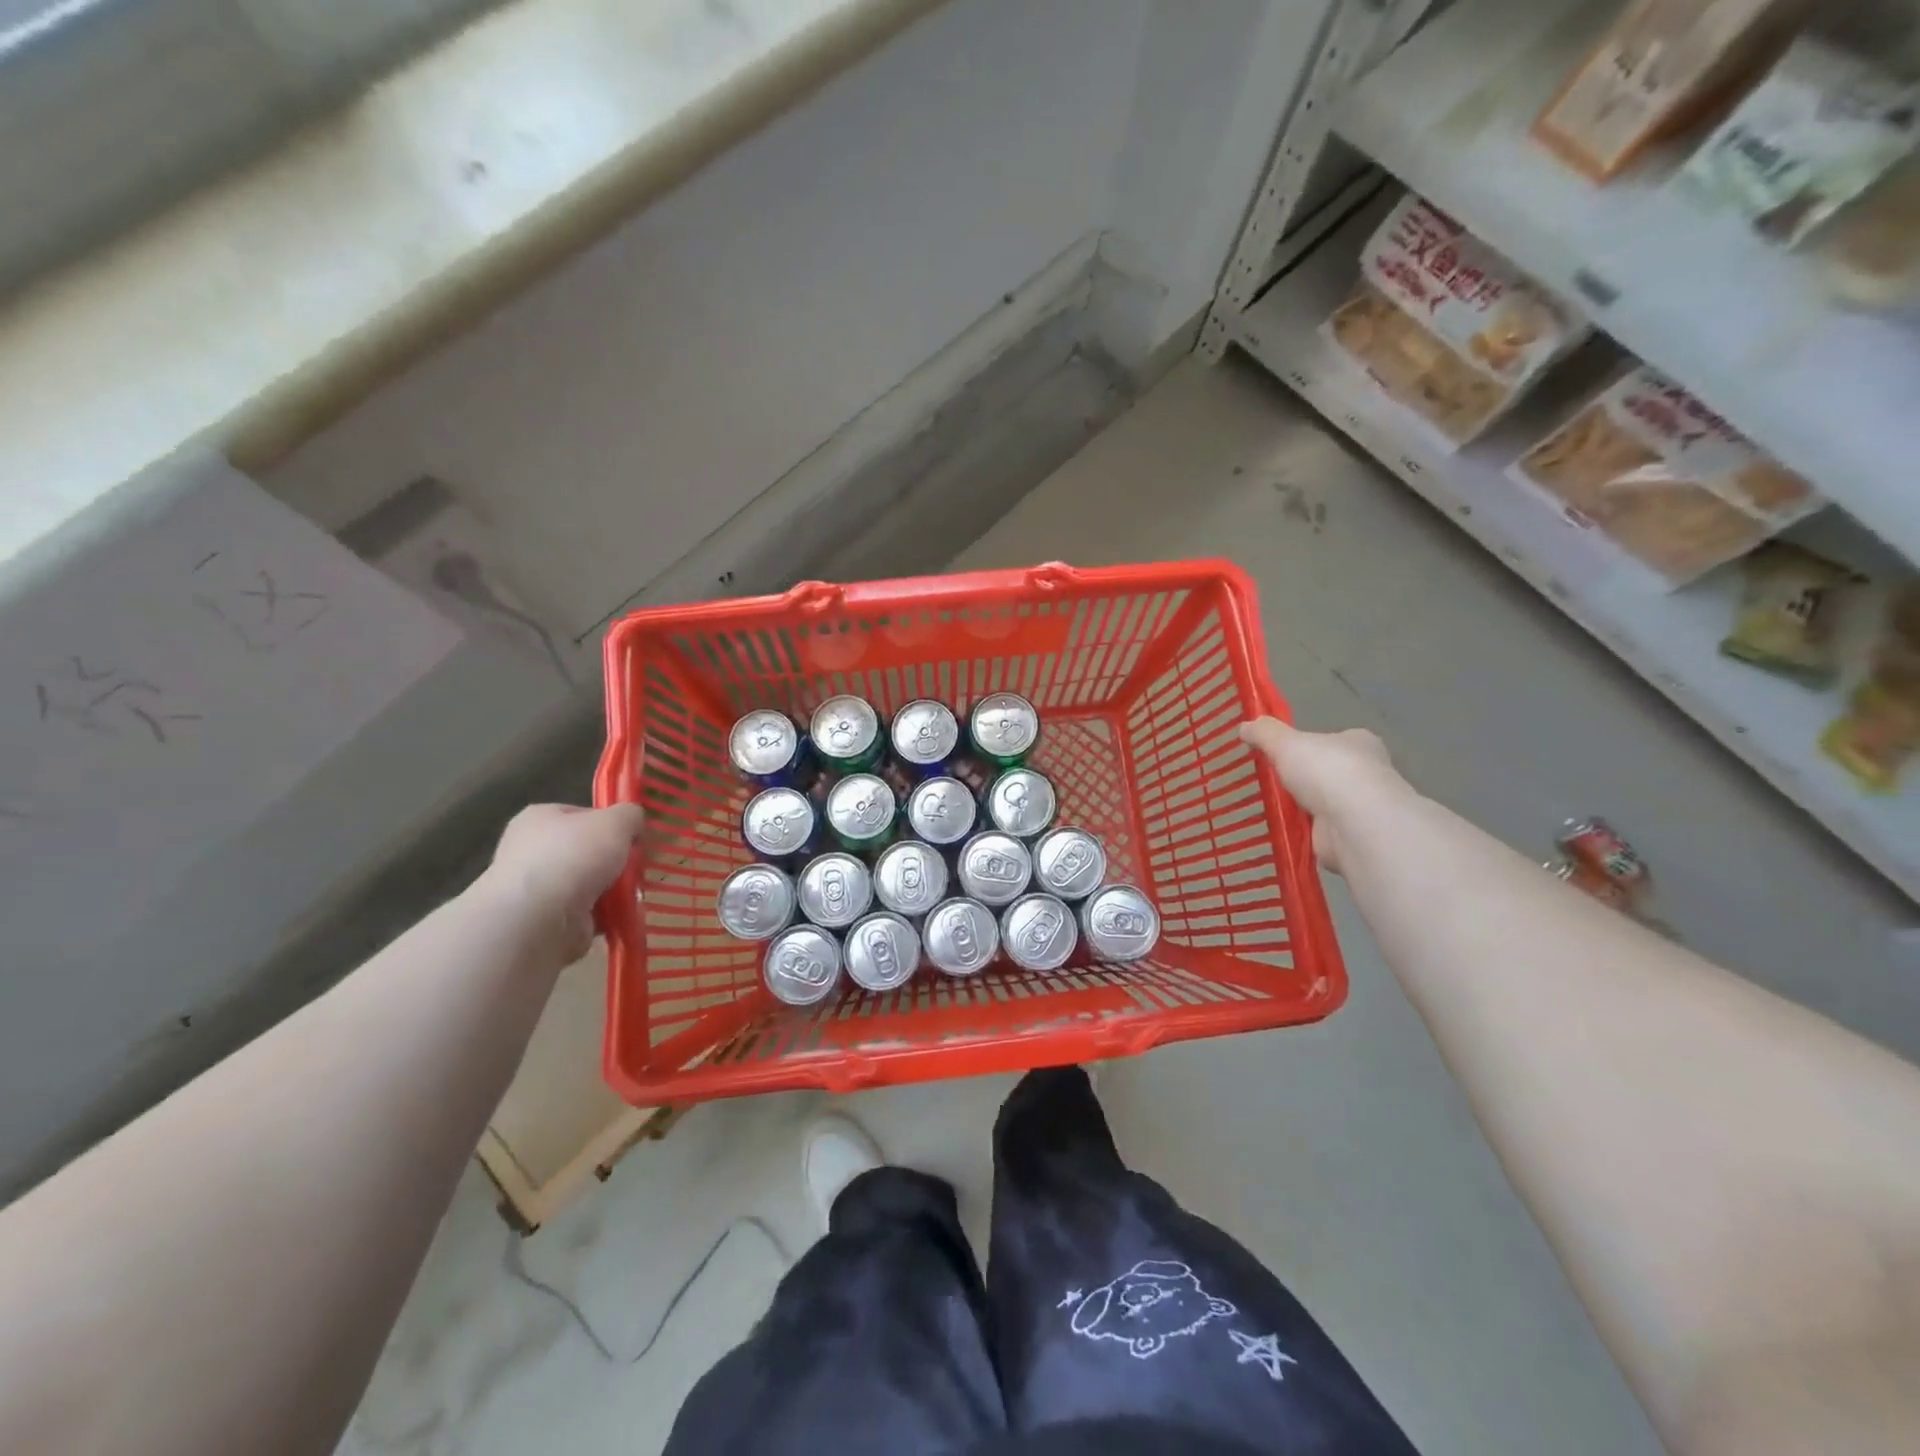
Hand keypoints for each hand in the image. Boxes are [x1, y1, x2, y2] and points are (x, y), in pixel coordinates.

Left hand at [483, 802, 645, 962]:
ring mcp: (534, 887)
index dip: (611, 824)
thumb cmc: (574, 857)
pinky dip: (603, 915)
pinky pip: (583, 912)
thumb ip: (630, 815)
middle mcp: (530, 850)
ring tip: (632, 894)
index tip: (632, 838)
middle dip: (612, 861)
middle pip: (586, 851)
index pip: (582, 815)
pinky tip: (618, 915)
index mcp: (540, 818)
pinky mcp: (542, 920)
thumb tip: (633, 822)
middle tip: (634, 868)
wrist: (539, 919)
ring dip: (611, 890)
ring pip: (587, 883)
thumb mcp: (616, 821)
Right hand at [1239, 718, 1402, 873]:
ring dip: (1302, 807)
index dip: (1310, 745)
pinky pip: (1319, 830)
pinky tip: (1280, 831)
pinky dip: (1302, 831)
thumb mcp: (1286, 743)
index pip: (1334, 740)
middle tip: (1271, 782)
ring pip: (1324, 803)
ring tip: (1268, 808)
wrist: (1354, 824)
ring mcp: (1361, 807)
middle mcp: (1367, 773)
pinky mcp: (1351, 837)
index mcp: (1359, 743)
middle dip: (1304, 778)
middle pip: (1329, 772)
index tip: (1283, 753)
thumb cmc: (1326, 772)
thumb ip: (1265, 733)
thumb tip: (1245, 726)